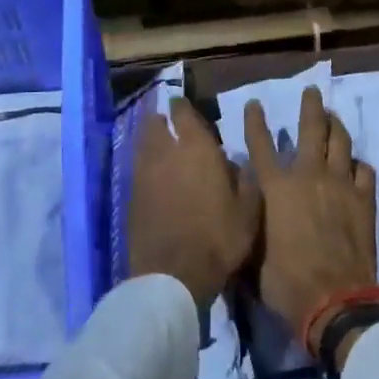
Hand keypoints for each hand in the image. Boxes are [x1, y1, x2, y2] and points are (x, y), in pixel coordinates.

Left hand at [129, 98, 260, 309]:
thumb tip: (235, 163)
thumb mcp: (248, 211)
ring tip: (160, 146)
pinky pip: (137, 169)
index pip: (183, 113)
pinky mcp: (131, 196)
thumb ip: (244, 179)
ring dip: (150, 140)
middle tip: (169, 123)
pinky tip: (154, 176)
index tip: (182, 104)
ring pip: (143, 144)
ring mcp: (143, 174)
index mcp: (197, 148)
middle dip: (160, 120)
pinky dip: (144, 165)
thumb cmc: (218, 238)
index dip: (182, 107)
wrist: (173, 275)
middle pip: (154, 124)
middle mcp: (166, 153)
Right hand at [244, 86, 376, 340]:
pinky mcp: (364, 200)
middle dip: (310, 106)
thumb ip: (249, 225)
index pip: (260, 145)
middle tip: (312, 91)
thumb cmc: (284, 281)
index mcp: (275, 187)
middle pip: (311, 129)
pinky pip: (363, 171)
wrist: (334, 300)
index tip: (255, 104)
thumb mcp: (252, 253)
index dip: (255, 122)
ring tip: (333, 117)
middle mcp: (308, 176)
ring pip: (341, 142)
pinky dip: (357, 165)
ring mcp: (340, 185)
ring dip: (336, 126)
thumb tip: (240, 213)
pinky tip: (355, 166)